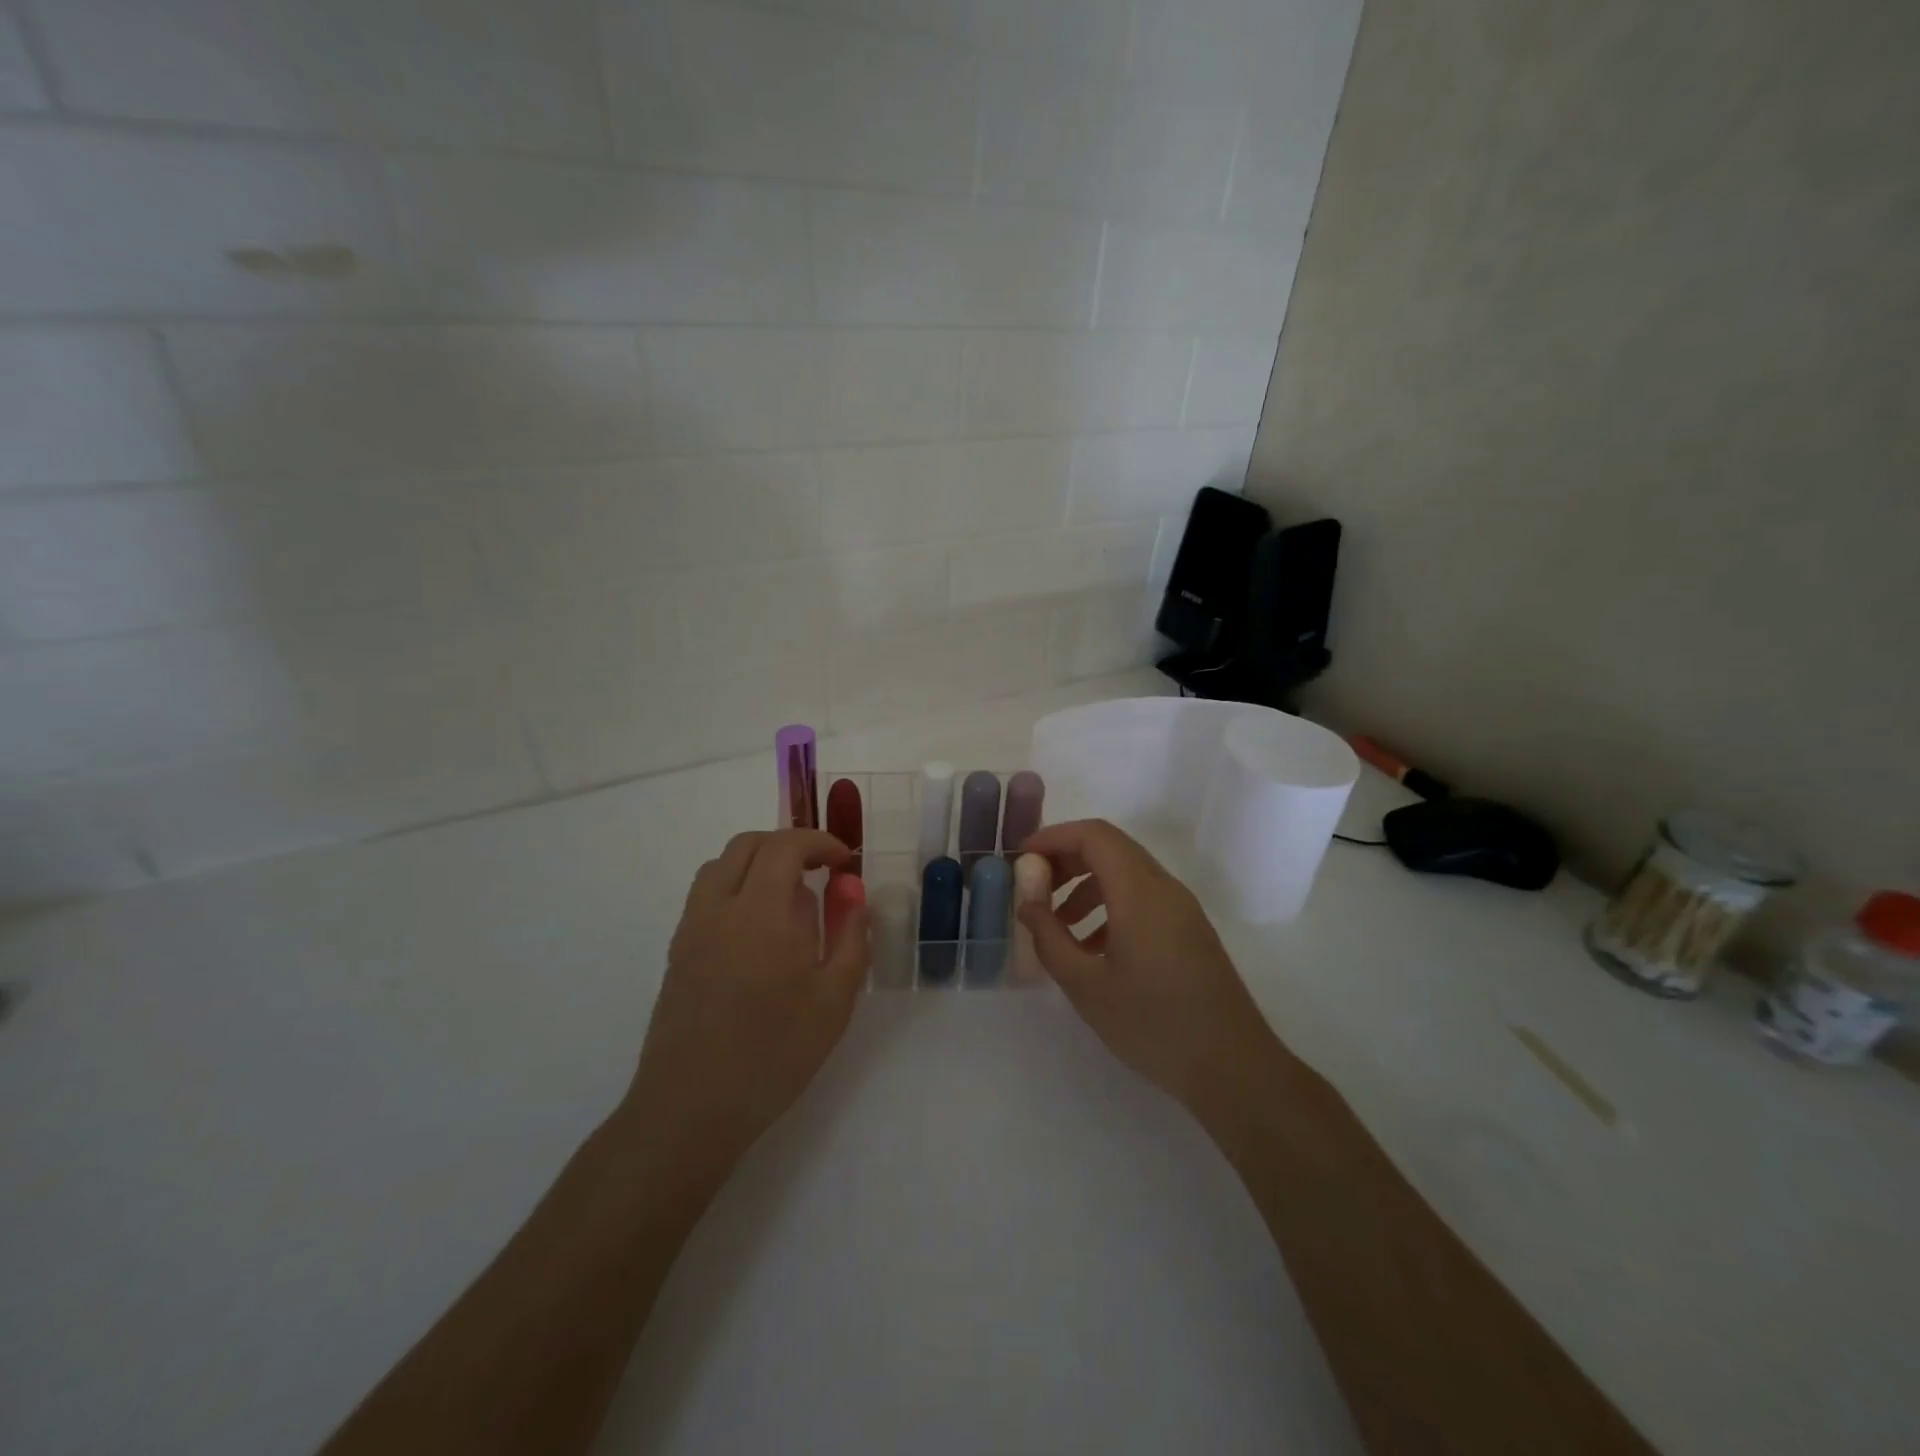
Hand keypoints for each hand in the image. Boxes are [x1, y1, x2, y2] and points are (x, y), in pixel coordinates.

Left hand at [619, 830, 869, 1180]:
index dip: (818, 841)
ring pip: (721, 866)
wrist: (690, 1109)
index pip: (784, 845)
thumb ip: (850, 936)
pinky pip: (706, 895)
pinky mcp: (677, 952)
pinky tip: (758, 931)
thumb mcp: (834, 1000)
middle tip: (820, 871)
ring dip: (758, 863)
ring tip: (789, 897)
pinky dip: (736, 887)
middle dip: (789, 845)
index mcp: (760, 913)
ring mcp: (691, 929)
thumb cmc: (774, 1054)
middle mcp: (718, 908)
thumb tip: (853, 891)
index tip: (843, 860)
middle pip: (748, 845)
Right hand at [1019, 819, 1282, 1110]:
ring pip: (1126, 874)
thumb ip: (1050, 939)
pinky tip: (1091, 948)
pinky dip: (1109, 906)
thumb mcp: (1087, 986)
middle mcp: (1164, 888)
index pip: (1094, 836)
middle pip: (1110, 848)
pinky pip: (1142, 899)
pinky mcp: (1188, 930)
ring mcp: (1181, 909)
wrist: (1233, 1068)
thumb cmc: (1153, 1025)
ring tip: (1056, 923)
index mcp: (1140, 892)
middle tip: (1033, 887)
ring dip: (1086, 886)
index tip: (1021, 857)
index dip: (1054, 836)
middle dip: (1066, 859)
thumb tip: (1027, 905)